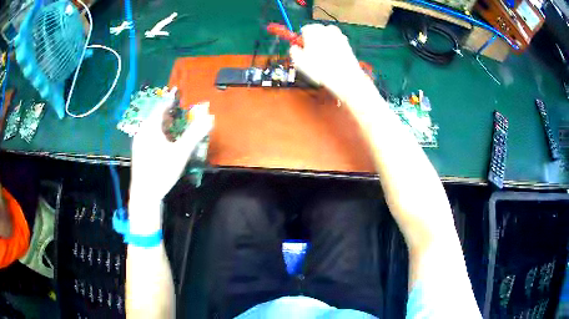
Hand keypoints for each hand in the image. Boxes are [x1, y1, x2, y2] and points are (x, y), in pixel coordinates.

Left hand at [130, 91, 213, 205]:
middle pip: (156, 117)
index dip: (171, 101)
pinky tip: (164, 143)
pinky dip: (157, 134)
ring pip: (151, 127)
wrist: (145, 194)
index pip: (161, 107)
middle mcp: (142, 131)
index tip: (179, 97)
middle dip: (168, 114)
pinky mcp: (138, 152)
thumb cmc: (162, 171)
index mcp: (151, 127)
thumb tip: (209, 118)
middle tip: (179, 114)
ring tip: (173, 128)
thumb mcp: (181, 152)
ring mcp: (138, 142)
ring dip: (163, 125)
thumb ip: (195, 134)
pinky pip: (148, 135)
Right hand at [289, 24, 371, 102]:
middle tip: (312, 52)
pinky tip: (333, 58)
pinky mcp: (347, 43)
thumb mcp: (299, 62)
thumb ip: (294, 51)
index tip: (303, 48)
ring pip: (328, 35)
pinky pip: (337, 42)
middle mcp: (326, 29)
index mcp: (312, 30)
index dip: (303, 38)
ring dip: (324, 41)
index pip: (305, 29)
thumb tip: (294, 47)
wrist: (344, 76)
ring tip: (323, 55)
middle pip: (317, 30)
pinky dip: (334, 46)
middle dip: (314, 38)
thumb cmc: (319, 69)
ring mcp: (338, 35)